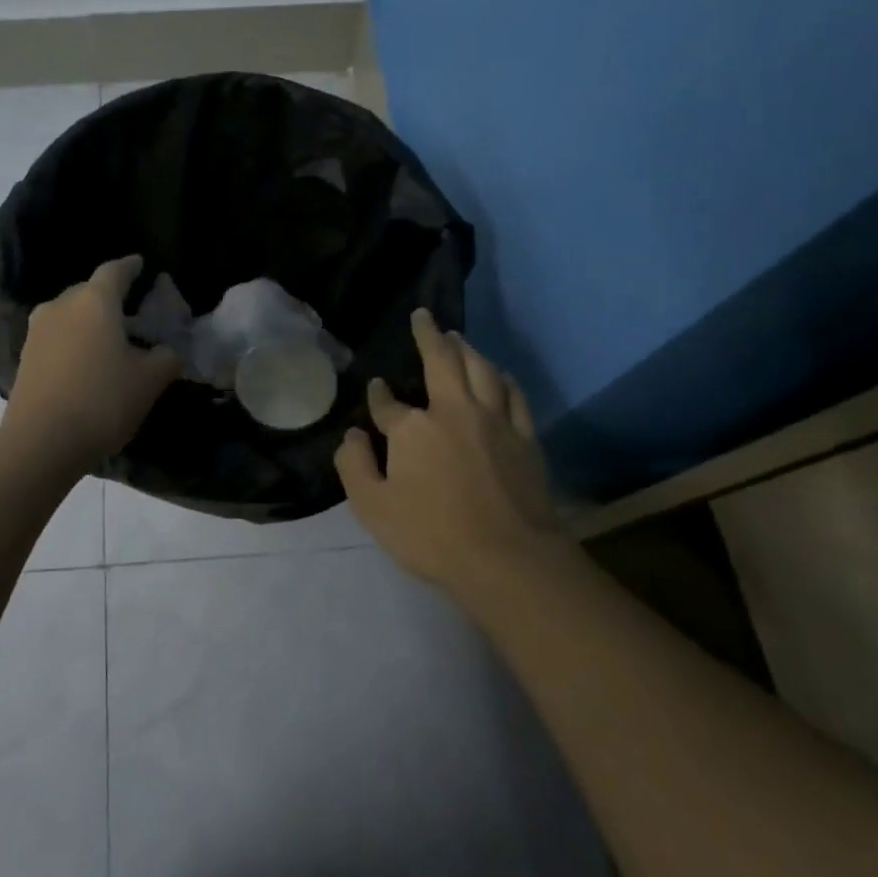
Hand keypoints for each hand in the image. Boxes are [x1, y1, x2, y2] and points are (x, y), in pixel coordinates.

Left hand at [2, 256, 181, 467]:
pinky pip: (56, 338)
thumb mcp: (150, 380)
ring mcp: (37, 331)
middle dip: (109, 297)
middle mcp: (61, 306)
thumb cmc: (102, 400)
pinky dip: (73, 342)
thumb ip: (166, 358)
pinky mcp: (25, 357)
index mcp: (95, 301)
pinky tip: (85, 362)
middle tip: (130, 311)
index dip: (130, 267)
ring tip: (108, 340)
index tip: (140, 264)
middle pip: (89, 291)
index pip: (115, 271)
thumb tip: (168, 351)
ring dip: (88, 322)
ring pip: (69, 315)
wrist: (41, 442)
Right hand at [335, 310, 567, 592]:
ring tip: (458, 337)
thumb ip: (354, 466)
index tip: (377, 390)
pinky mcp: (524, 437)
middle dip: (429, 335)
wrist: (508, 560)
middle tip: (424, 316)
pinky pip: (514, 395)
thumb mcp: (372, 507)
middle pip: (442, 361)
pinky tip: (498, 374)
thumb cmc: (432, 535)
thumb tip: (353, 434)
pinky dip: (502, 378)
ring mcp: (494, 421)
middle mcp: (454, 410)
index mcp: (413, 428)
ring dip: (467, 348)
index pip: (388, 403)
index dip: (379, 396)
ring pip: (481, 369)